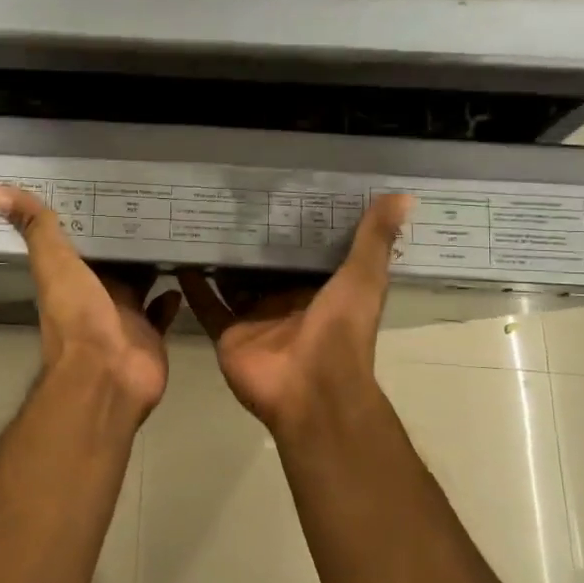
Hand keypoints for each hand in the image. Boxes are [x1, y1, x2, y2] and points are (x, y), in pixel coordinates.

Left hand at [0, 186, 181, 416]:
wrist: (106, 376)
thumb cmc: (78, 317)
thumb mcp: (54, 264)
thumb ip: (36, 229)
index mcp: (72, 278)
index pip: (82, 243)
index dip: (92, 220)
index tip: (109, 190)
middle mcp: (97, 296)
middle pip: (114, 263)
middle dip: (129, 240)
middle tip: (154, 205)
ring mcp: (126, 317)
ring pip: (141, 284)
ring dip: (153, 264)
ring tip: (175, 232)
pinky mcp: (151, 335)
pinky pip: (162, 311)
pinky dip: (172, 296)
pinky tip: (184, 274)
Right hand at [180, 194, 412, 436]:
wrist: (311, 389)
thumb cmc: (340, 331)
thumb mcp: (363, 278)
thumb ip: (374, 240)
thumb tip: (403, 196)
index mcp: (320, 290)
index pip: (305, 253)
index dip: (294, 226)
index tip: (279, 193)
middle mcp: (285, 302)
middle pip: (265, 267)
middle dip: (251, 241)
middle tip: (229, 202)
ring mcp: (255, 319)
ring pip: (233, 283)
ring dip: (221, 260)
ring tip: (200, 222)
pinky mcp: (229, 334)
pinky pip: (208, 306)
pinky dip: (194, 286)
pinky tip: (180, 259)